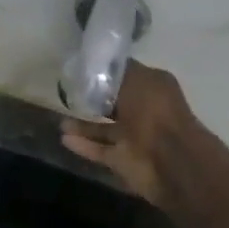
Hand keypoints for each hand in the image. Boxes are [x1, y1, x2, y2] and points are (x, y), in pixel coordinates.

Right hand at [59, 60, 201, 205]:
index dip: (106, 73)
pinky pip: (99, 150)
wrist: (168, 159)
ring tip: (60, 120)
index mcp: (152, 88)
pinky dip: (83, 145)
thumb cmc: (153, 111)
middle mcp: (144, 111)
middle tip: (67, 94)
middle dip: (93, 100)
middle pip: (114, 104)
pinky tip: (64, 138)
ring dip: (83, 125)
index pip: (126, 77)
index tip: (81, 69)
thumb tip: (100, 67)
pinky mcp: (122, 160)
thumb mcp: (136, 78)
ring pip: (104, 129)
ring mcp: (133, 138)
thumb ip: (117, 72)